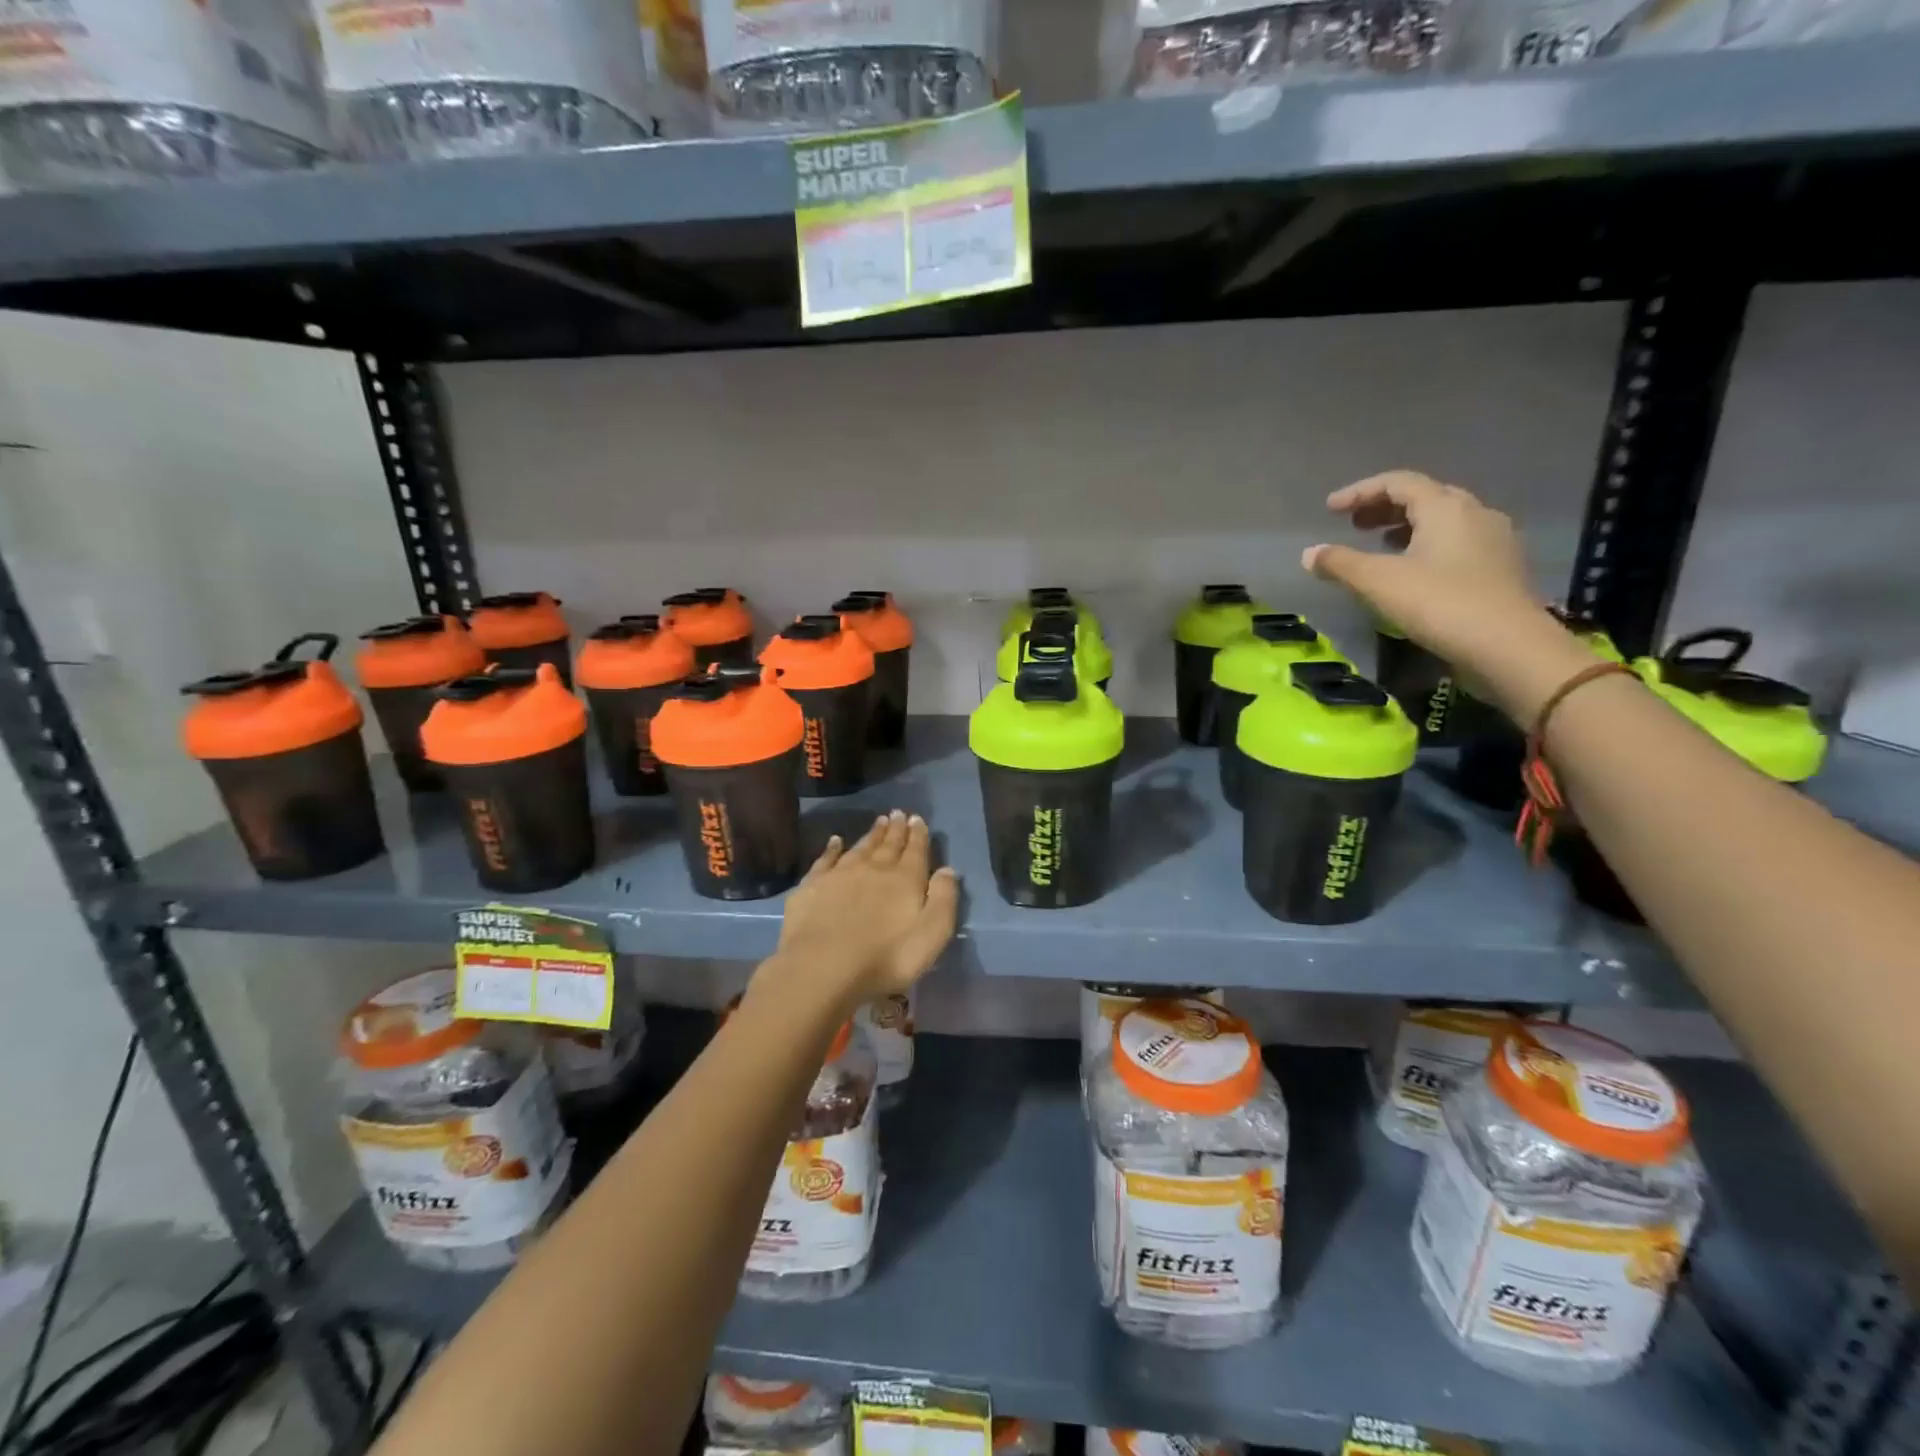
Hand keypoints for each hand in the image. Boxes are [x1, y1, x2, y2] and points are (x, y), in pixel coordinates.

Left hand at [766, 811, 959, 1012]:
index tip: (917, 819)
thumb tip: (948, 869)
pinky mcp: (813, 885)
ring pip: (861, 847)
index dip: (918, 834)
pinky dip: (832, 848)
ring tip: (879, 821)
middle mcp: (874, 868)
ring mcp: (840, 874)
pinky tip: (835, 841)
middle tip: (899, 813)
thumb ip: (943, 899)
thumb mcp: (931, 934)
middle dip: (896, 829)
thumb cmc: (886, 957)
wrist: (822, 966)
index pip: (916, 850)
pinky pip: (826, 859)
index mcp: (905, 879)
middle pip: (888, 844)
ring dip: (872, 834)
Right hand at [1304, 471, 1592, 720]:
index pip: (1398, 482)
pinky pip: (1459, 542)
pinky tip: (1415, 570)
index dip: (1360, 491)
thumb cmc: (1439, 604)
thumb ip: (1341, 564)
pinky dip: (1429, 545)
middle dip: (1384, 506)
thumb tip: (1309, 553)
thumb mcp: (1379, 582)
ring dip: (1407, 526)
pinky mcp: (1503, 567)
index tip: (1330, 509)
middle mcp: (1475, 513)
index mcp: (1445, 507)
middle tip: (1354, 524)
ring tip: (1380, 544)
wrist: (1509, 646)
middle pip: (1425, 496)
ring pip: (1445, 520)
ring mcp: (1495, 539)